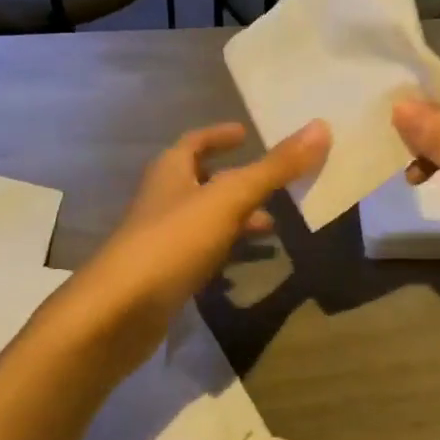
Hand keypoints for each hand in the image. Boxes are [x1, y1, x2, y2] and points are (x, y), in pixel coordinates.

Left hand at [43, 120, 329, 379]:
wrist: (118, 313)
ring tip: (275, 226)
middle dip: (237, 180)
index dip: (219, 135)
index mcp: (171, 172)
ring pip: (206, 219)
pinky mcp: (166, 275)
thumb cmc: (173, 242)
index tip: (245, 132)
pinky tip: (248, 263)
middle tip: (276, 184)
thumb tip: (321, 127)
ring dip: (237, 218)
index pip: (195, 142)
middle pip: (202, 181)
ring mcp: (162, 239)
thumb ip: (274, 168)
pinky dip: (227, 251)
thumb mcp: (229, 199)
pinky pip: (203, 253)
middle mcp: (164, 200)